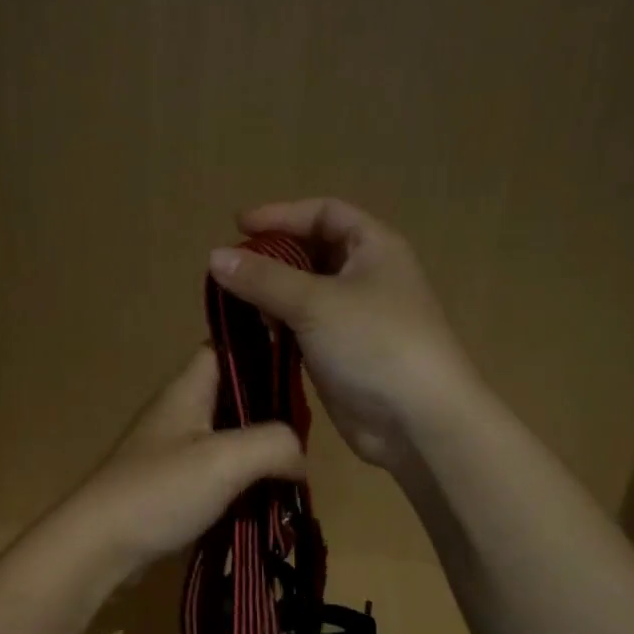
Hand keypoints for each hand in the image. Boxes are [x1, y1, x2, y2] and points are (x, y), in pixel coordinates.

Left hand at [60, 347, 304, 579]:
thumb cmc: (160, 491)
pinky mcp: (171, 486)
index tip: (300, 365)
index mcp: (186, 391)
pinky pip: (216, 473)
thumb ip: (273, 444)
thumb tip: (299, 457)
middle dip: (268, 411)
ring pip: (227, 438)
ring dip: (257, 453)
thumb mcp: (226, 459)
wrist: (100, 546)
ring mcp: (172, 451)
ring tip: (295, 470)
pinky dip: (240, 482)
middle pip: (231, 396)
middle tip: (307, 432)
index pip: (222, 348)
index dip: (258, 349)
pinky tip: (266, 499)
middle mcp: (179, 413)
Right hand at [209, 198, 474, 468]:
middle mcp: (366, 276)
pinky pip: (303, 328)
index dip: (282, 214)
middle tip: (230, 269)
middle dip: (271, 257)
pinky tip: (251, 333)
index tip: (239, 226)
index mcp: (373, 247)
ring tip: (231, 302)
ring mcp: (355, 318)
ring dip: (270, 294)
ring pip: (304, 293)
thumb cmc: (374, 343)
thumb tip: (214, 256)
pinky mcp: (342, 353)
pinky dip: (278, 326)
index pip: (324, 213)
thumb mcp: (314, 302)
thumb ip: (262, 278)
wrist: (418, 421)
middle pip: (312, 252)